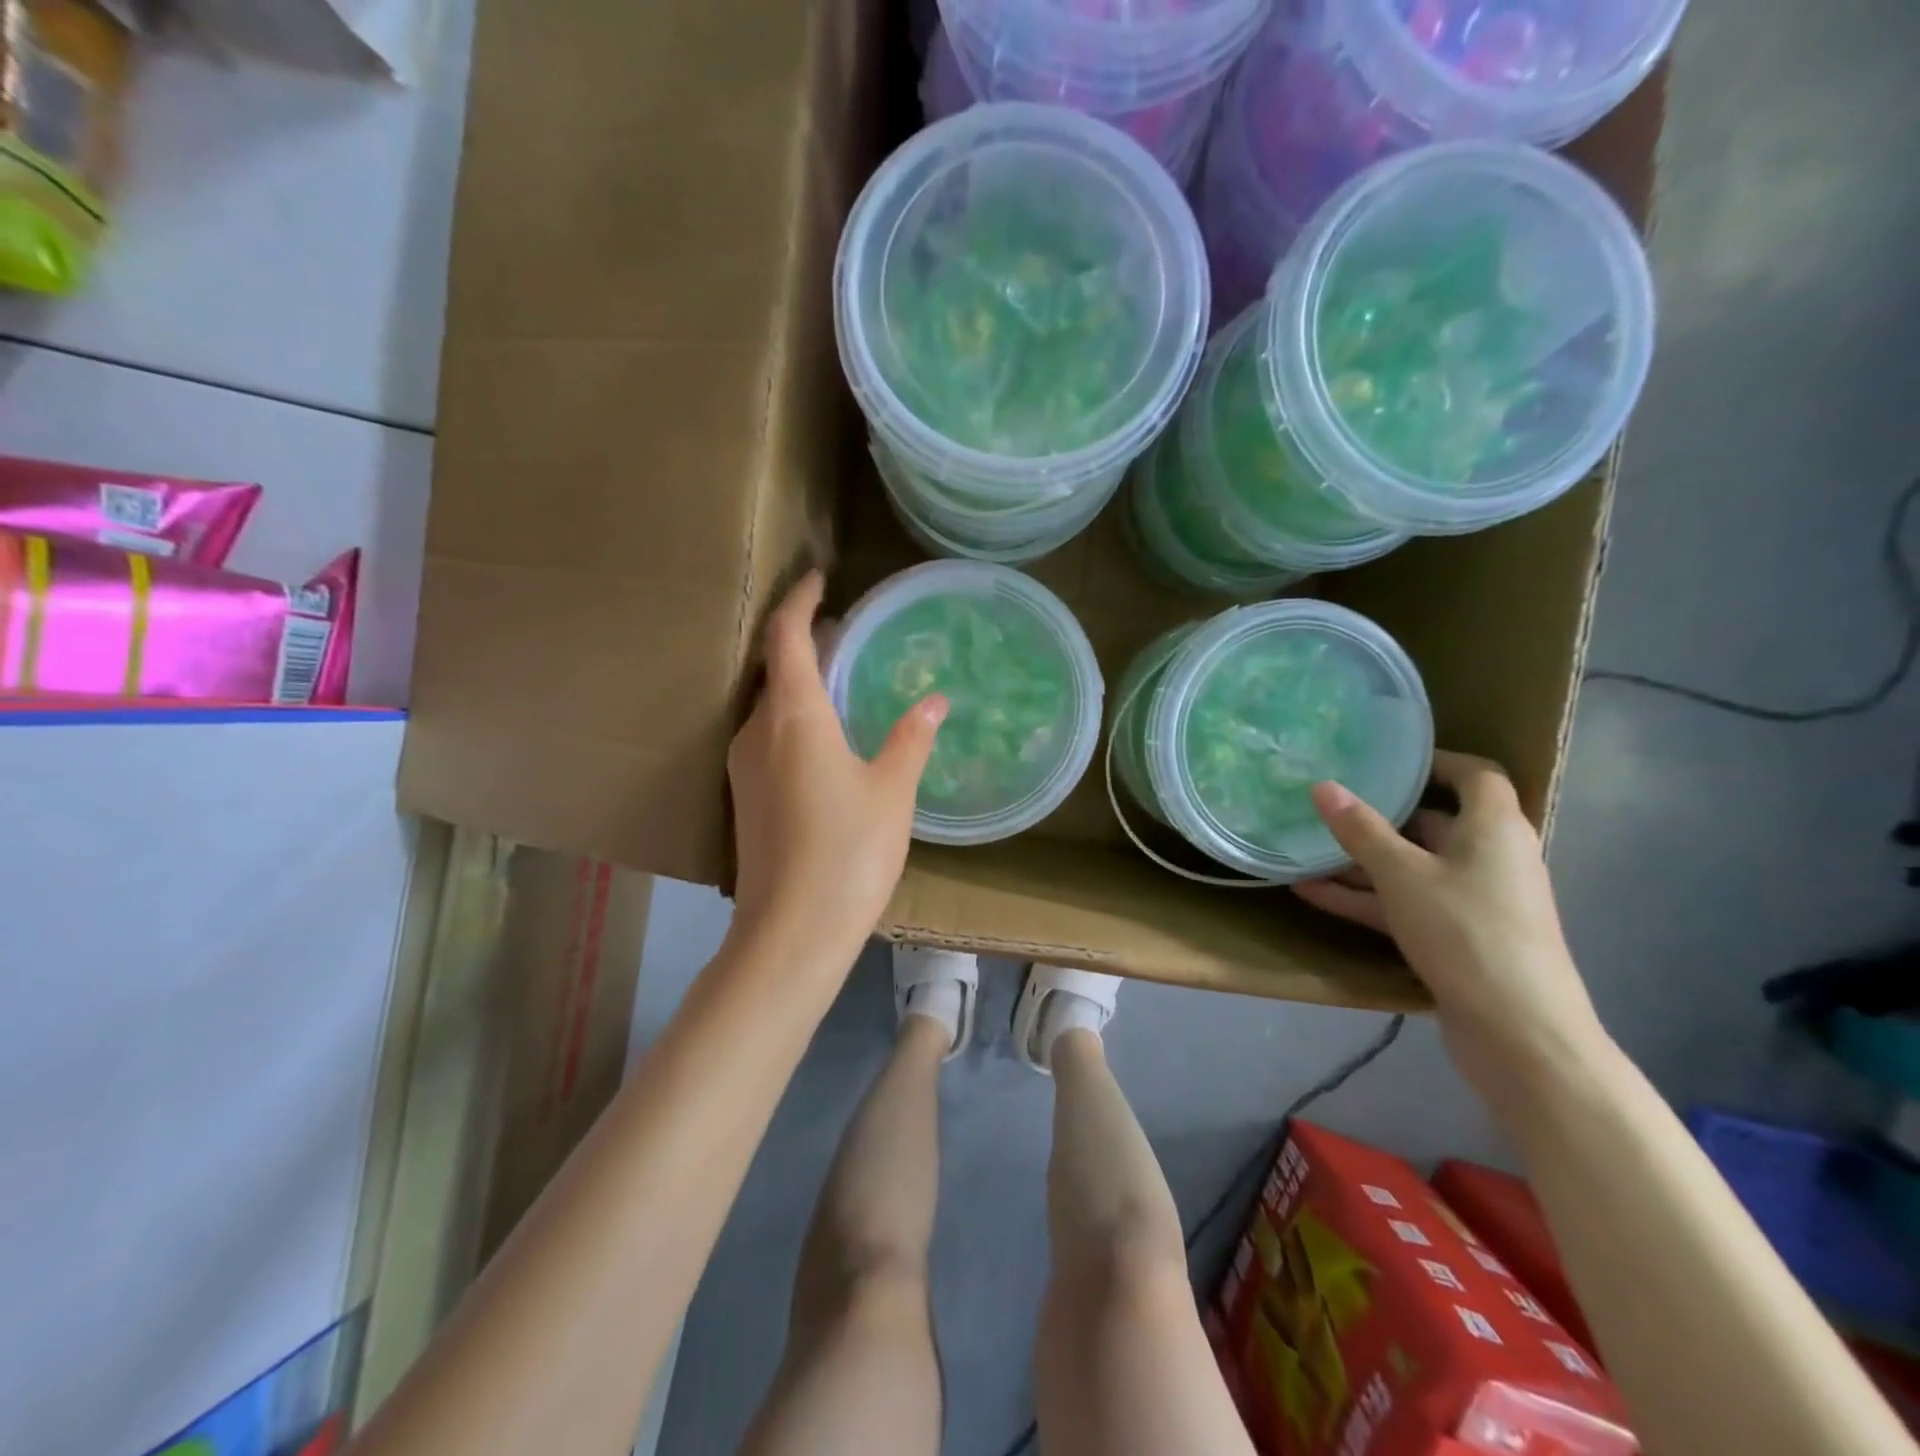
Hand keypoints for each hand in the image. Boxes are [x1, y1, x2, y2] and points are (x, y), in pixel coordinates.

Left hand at [728, 571, 947, 964]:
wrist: (791, 933)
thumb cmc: (848, 851)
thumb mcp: (892, 790)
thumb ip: (911, 738)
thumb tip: (933, 700)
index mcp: (791, 716)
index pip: (785, 636)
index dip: (800, 601)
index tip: (819, 579)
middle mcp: (755, 732)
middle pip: (772, 668)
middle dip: (803, 641)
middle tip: (842, 631)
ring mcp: (743, 768)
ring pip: (768, 705)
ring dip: (797, 682)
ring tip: (838, 678)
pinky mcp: (745, 799)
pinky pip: (767, 737)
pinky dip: (792, 718)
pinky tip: (823, 737)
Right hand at [1292, 751, 1605, 1086]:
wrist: (1520, 1034)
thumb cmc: (1467, 933)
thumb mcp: (1403, 875)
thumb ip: (1361, 830)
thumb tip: (1323, 786)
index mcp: (1494, 828)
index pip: (1474, 775)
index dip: (1433, 762)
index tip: (1384, 759)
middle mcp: (1491, 858)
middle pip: (1435, 822)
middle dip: (1381, 814)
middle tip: (1329, 801)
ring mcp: (1474, 900)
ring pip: (1412, 867)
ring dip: (1362, 861)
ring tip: (1306, 848)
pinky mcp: (1458, 936)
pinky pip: (1406, 903)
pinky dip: (1366, 898)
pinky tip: (1311, 893)